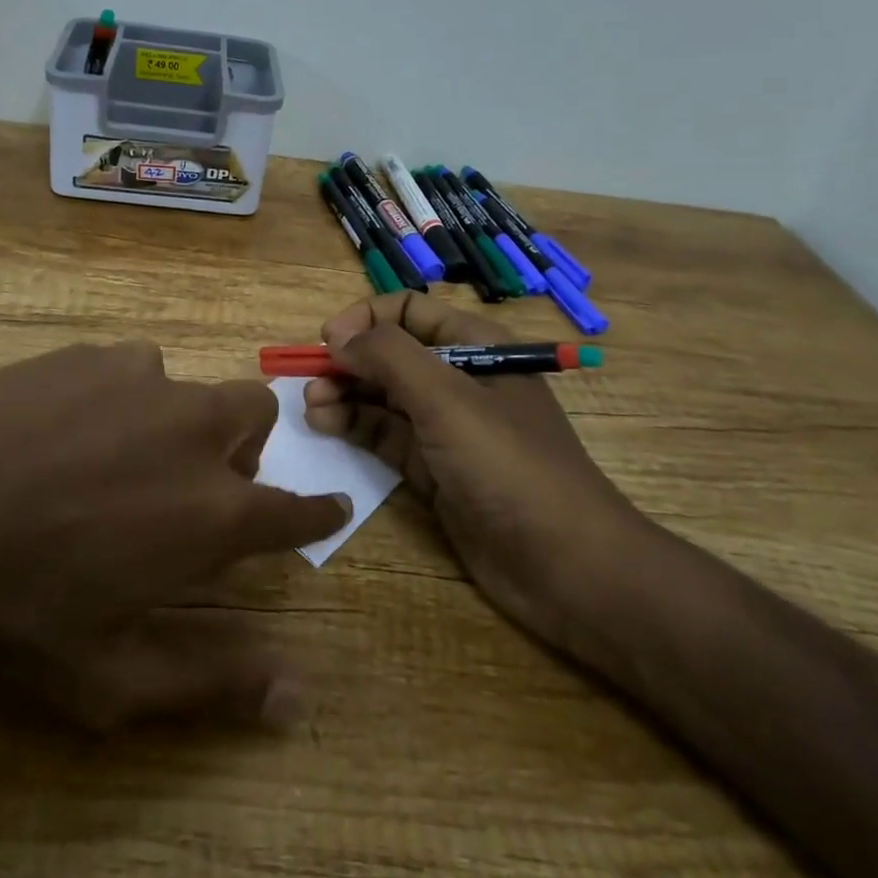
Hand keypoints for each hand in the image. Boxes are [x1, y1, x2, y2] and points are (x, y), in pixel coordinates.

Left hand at [0, 342, 349, 729]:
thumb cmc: (13, 614)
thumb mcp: (112, 680)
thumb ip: (214, 683)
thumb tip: (297, 694)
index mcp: (211, 509)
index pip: (294, 507)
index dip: (318, 509)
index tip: (332, 504)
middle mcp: (191, 430)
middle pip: (256, 412)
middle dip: (246, 445)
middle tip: (197, 482)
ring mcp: (138, 379)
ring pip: (187, 387)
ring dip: (174, 421)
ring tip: (112, 459)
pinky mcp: (86, 355)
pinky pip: (127, 368)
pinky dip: (118, 397)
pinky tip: (62, 429)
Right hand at [302, 292, 646, 645]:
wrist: (567, 567)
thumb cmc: (509, 466)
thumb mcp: (447, 399)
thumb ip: (389, 357)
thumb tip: (338, 336)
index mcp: (476, 346)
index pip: (409, 310)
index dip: (366, 319)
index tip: (329, 341)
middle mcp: (459, 379)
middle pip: (391, 354)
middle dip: (349, 361)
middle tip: (311, 381)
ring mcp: (447, 427)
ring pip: (384, 396)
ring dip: (345, 394)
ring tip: (311, 407)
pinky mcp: (435, 469)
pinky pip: (386, 435)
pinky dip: (355, 426)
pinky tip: (326, 425)